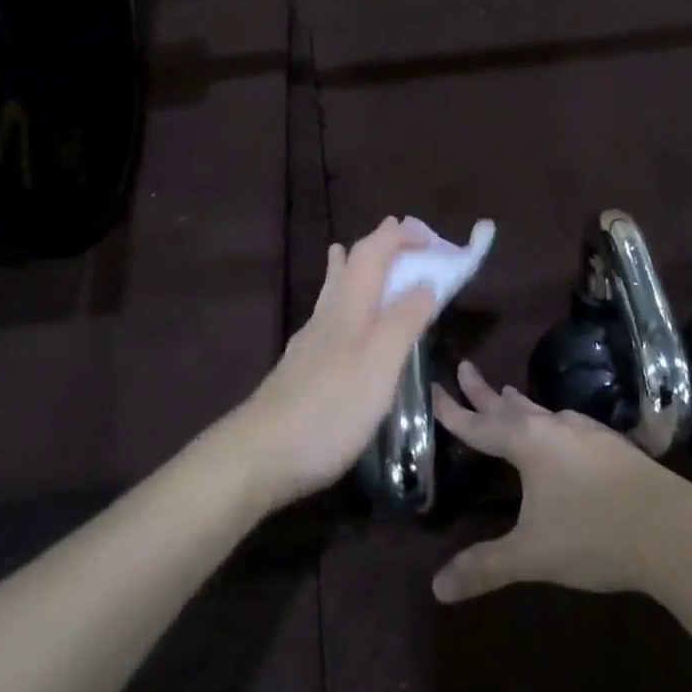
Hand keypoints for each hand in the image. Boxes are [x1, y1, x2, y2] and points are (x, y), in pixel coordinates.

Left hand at [225, 218, 438, 512]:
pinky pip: (328, 317)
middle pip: (350, 265)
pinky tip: (340, 320)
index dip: (399, 237)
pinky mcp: (302, 367)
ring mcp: (310, 341)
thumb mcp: (379, 365)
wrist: (261, 454)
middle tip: (403, 241)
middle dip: (377, 247)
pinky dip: (342, 302)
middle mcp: (327, 315)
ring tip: (351, 254)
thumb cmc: (329, 409)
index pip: (372, 252)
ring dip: (350, 268)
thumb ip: (403, 321)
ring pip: (333, 290)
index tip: (430, 238)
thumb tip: (425, 282)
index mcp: (350, 307)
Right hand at [430, 362, 691, 601]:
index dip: (452, 411)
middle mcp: (554, 428)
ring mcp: (588, 433)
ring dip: (521, 404)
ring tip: (509, 394)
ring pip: (543, 412)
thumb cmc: (593, 536)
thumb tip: (437, 589)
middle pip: (510, 406)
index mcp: (528, 445)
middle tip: (465, 367)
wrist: (673, 529)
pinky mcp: (614, 445)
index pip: (478, 425)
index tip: (433, 388)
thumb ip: (485, 567)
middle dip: (483, 391)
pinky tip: (563, 430)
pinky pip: (570, 424)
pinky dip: (552, 421)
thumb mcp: (532, 555)